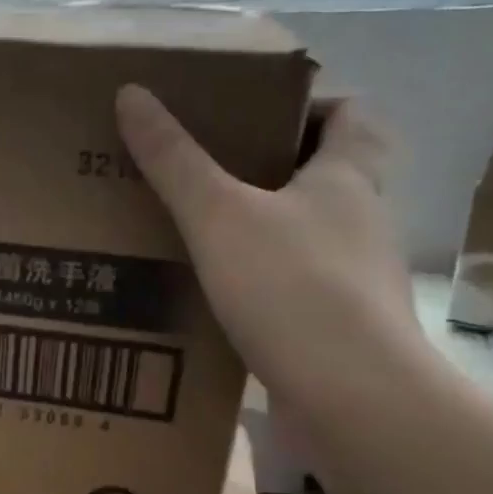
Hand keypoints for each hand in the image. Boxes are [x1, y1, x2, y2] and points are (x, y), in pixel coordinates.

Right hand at [116, 84, 421, 420]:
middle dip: (270, 168)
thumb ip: (174, 160)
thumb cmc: (293, 289)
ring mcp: (356, 278)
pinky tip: (216, 298)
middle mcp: (361, 220)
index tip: (249, 114)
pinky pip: (296, 287)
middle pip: (325, 174)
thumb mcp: (219, 216)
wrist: (353, 400)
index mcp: (348, 176)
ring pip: (307, 235)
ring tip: (198, 235)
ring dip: (263, 230)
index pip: (349, 112)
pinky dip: (262, 284)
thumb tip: (131, 93)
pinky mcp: (340, 327)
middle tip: (205, 172)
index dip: (306, 102)